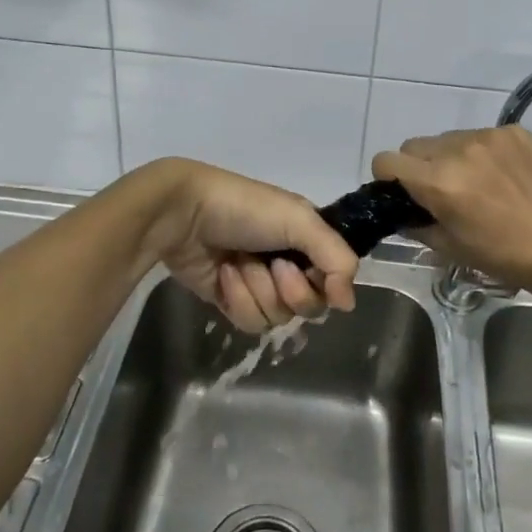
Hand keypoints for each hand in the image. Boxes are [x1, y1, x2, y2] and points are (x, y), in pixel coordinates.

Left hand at [140, 160, 358, 333]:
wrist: (184, 214)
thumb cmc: (245, 209)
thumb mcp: (298, 219)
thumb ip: (335, 257)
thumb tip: (347, 303)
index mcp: (307, 238)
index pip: (334, 278)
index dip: (326, 283)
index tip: (314, 273)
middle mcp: (288, 262)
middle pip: (310, 305)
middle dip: (290, 288)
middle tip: (272, 264)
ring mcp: (259, 284)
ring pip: (279, 318)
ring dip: (258, 290)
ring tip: (239, 262)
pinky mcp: (231, 302)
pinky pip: (250, 322)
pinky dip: (237, 298)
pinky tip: (223, 274)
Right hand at [371, 127, 531, 295]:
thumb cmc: (501, 255)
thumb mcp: (448, 247)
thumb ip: (415, 224)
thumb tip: (401, 212)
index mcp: (437, 181)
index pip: (387, 160)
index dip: (387, 177)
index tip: (401, 191)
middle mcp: (457, 149)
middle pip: (415, 145)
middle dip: (418, 166)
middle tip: (440, 191)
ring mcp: (487, 136)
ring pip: (448, 139)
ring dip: (450, 157)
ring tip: (476, 183)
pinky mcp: (513, 132)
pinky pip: (480, 136)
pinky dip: (481, 153)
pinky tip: (500, 176)